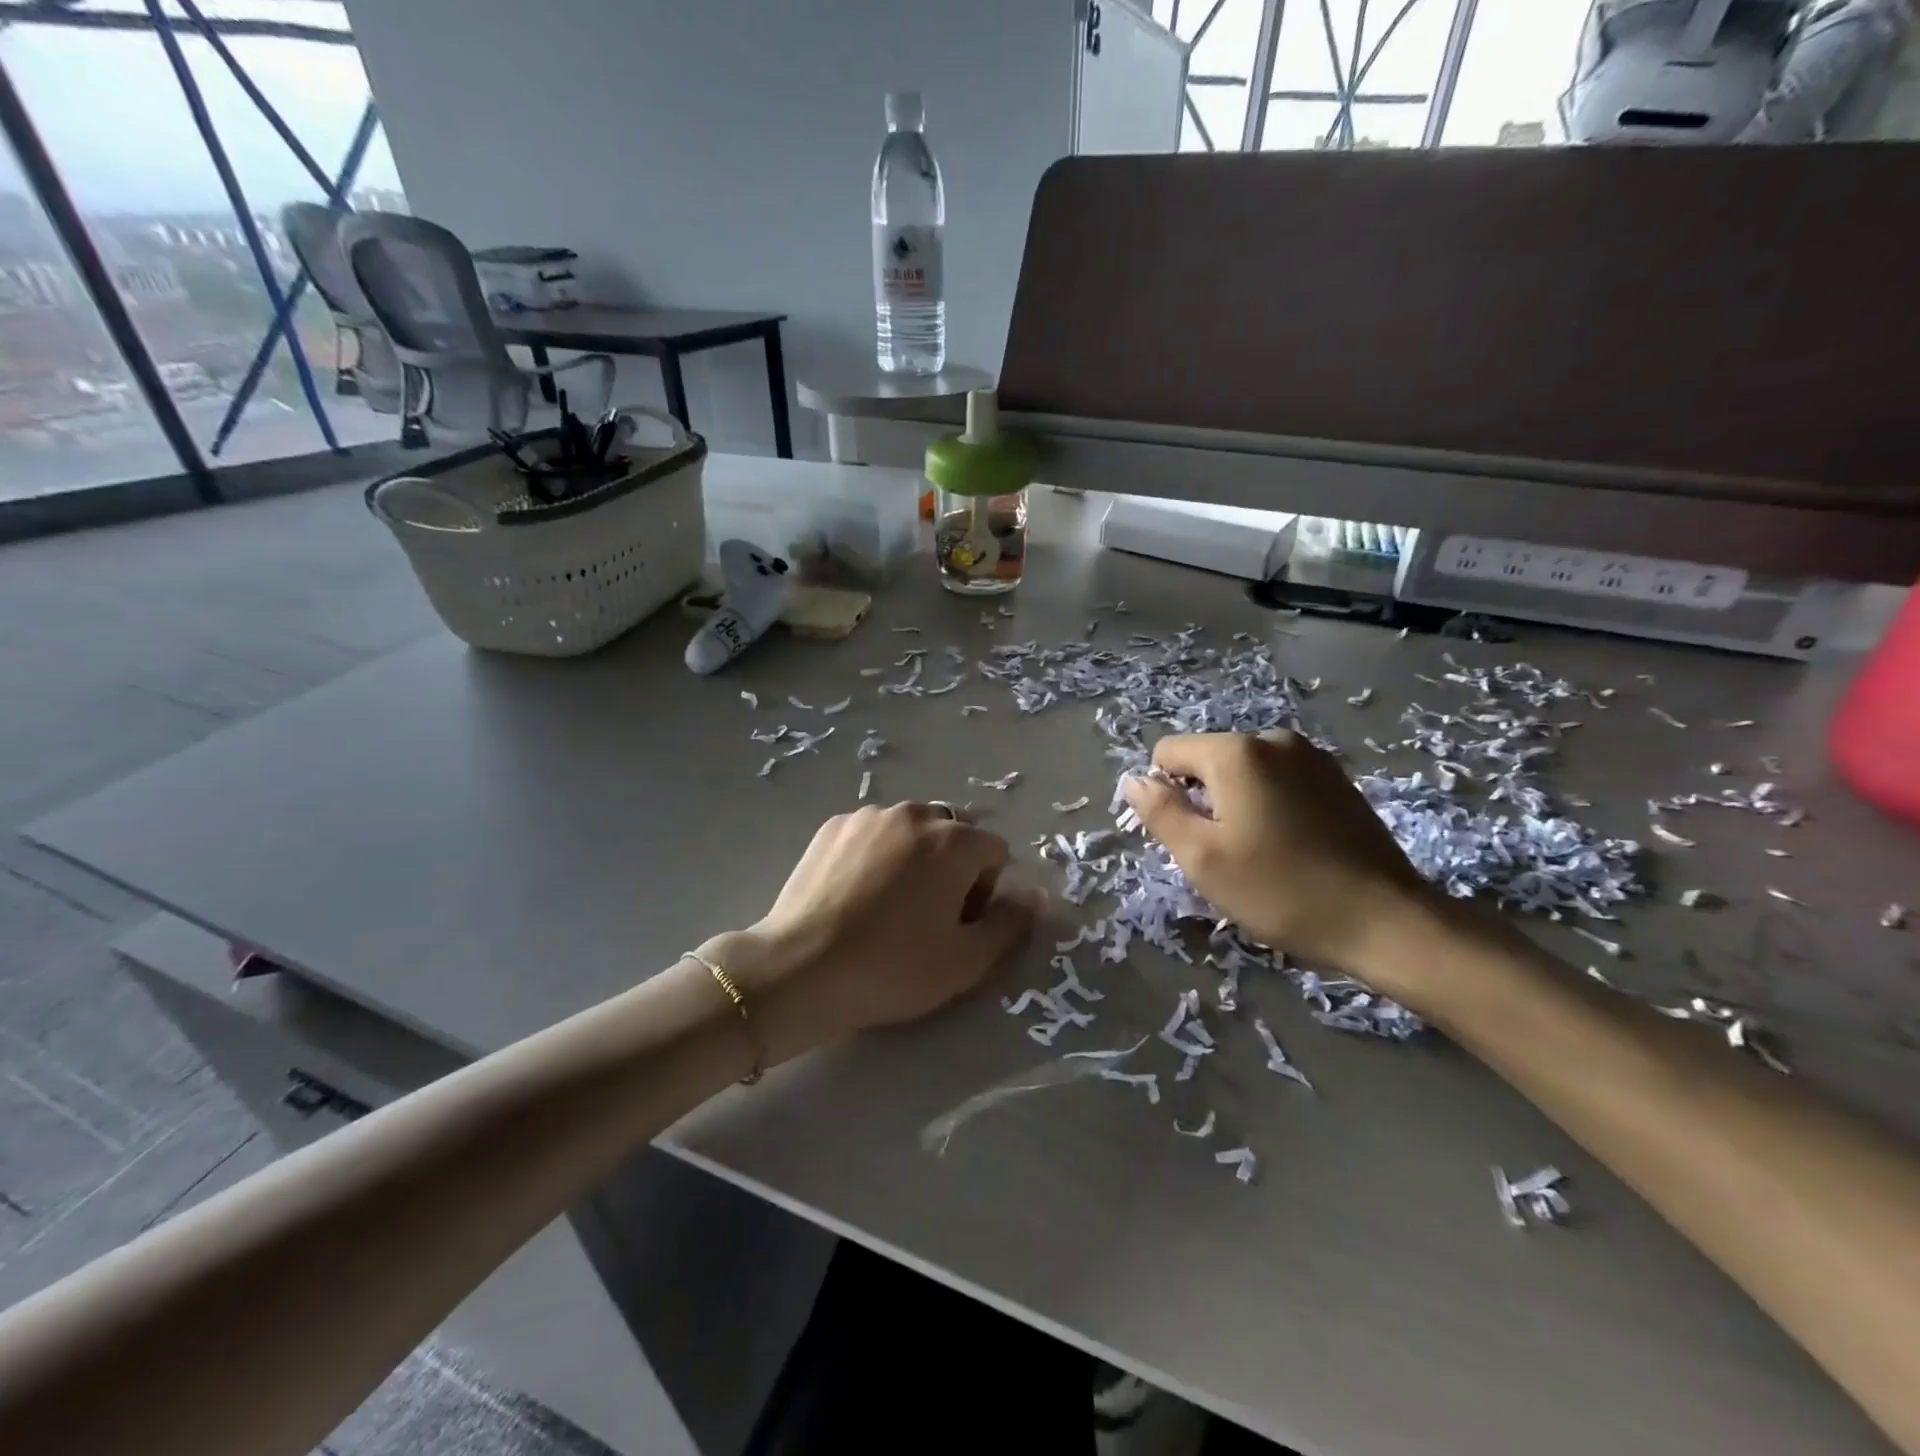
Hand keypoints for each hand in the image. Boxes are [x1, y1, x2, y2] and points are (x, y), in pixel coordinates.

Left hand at [702, 804, 1037, 1062]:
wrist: (799, 968)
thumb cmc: (891, 968)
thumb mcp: (966, 961)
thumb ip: (1011, 924)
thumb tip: (1035, 897)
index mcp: (954, 841)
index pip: (994, 852)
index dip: (986, 891)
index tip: (959, 925)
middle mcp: (914, 814)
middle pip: (954, 834)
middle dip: (953, 866)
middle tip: (927, 914)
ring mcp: (869, 816)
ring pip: (912, 830)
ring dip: (915, 856)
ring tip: (887, 903)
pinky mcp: (832, 826)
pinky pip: (873, 832)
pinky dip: (877, 853)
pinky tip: (855, 893)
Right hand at [1122, 731, 1435, 981]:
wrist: (1385, 920)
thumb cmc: (1280, 890)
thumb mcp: (1202, 858)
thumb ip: (1160, 812)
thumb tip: (1134, 780)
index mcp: (1236, 753)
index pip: (1168, 753)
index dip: (1166, 796)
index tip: (1191, 839)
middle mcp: (1273, 739)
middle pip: (1208, 761)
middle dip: (1203, 801)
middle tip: (1226, 853)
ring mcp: (1311, 757)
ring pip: (1244, 773)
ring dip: (1237, 805)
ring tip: (1260, 852)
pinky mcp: (1337, 779)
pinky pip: (1279, 781)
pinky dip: (1270, 806)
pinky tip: (1291, 846)